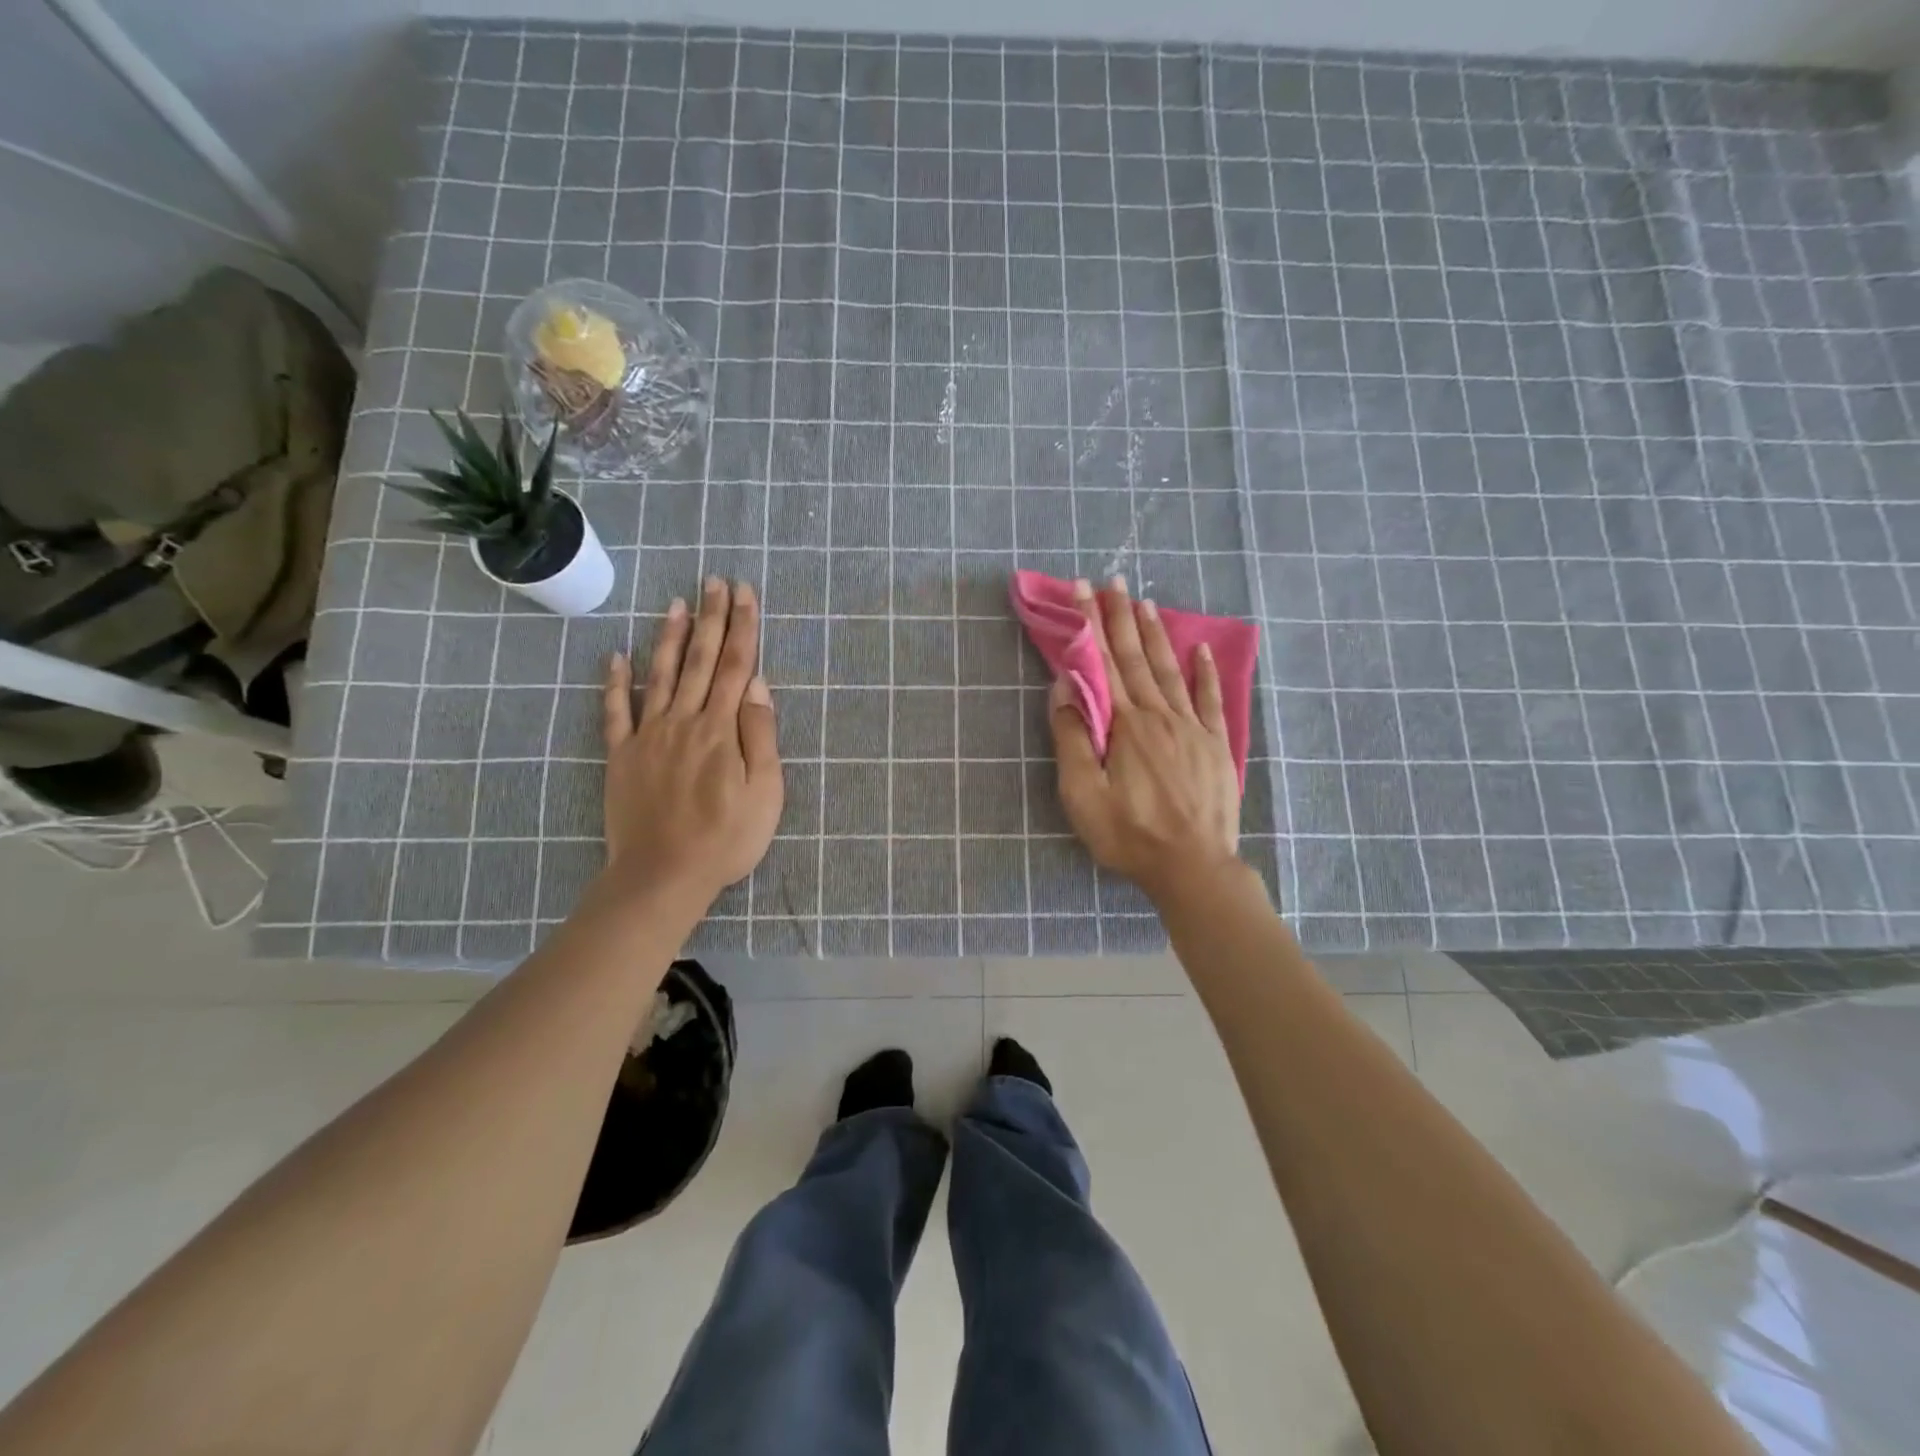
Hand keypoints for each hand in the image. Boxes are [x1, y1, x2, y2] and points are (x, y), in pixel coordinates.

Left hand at [600, 576, 782, 908]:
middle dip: (711, 618)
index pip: (737, 666)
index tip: (745, 593)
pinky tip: (615, 657)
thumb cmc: (726, 838)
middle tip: (714, 581)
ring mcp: (648, 735)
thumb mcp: (765, 792)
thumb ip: (760, 735)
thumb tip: (757, 685)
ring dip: (670, 637)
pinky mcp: (622, 756)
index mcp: (722, 729)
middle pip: (701, 660)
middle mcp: (684, 720)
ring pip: (661, 675)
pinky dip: (614, 683)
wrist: (663, 875)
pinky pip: (615, 712)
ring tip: (676, 603)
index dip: (743, 626)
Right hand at [1051, 576, 1240, 907]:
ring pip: (1169, 670)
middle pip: (1135, 658)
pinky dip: (1204, 671)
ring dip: (1155, 634)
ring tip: (1144, 601)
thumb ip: (1073, 739)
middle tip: (1112, 580)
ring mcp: (1191, 728)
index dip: (1090, 626)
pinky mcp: (1214, 745)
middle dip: (1120, 617)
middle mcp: (1159, 716)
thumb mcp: (1083, 796)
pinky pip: (1209, 699)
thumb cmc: (1130, 835)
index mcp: (1125, 726)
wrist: (1193, 867)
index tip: (1082, 591)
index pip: (1103, 665)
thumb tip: (1066, 688)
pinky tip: (1199, 649)